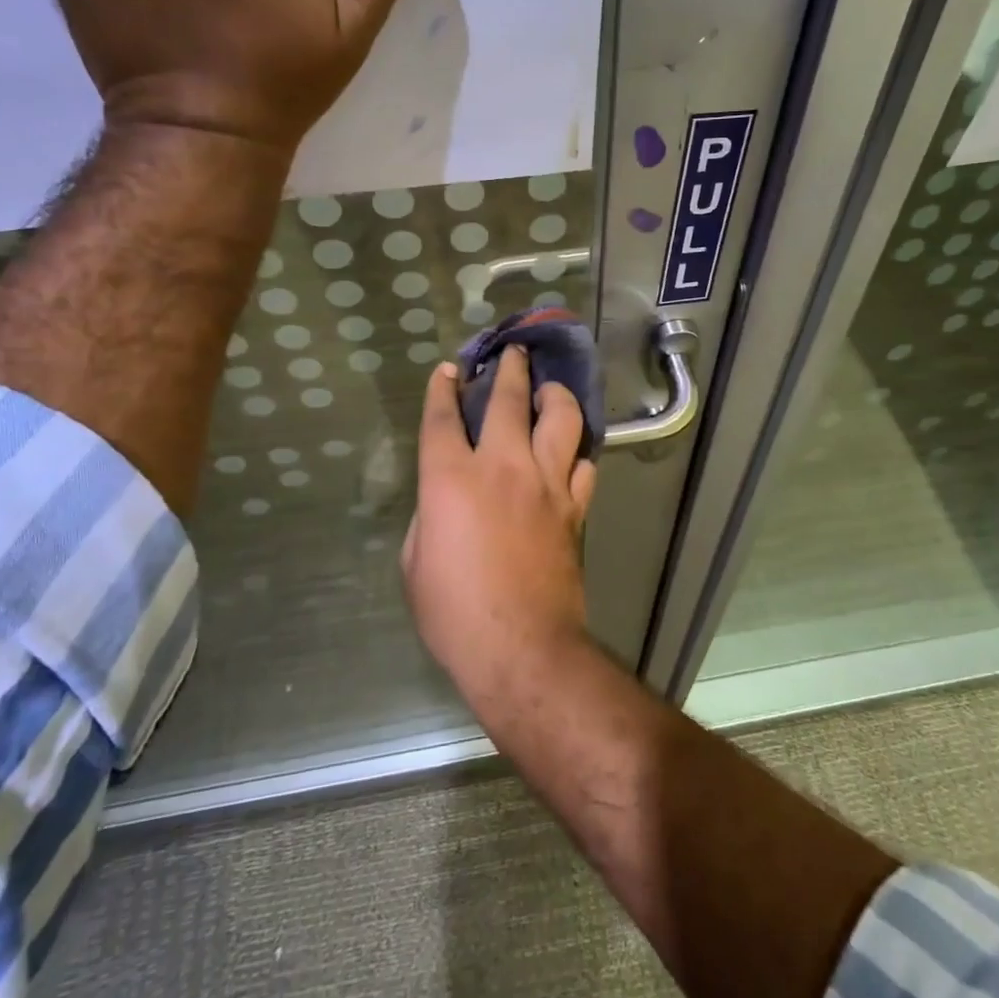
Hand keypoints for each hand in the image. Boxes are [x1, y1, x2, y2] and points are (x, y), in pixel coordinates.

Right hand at [403, 350, 598, 694]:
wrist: (521, 646)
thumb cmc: (454, 613)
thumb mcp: (416, 562)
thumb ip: (430, 516)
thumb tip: (446, 501)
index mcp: (450, 480)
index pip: (443, 418)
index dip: (443, 388)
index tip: (449, 369)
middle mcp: (502, 467)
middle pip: (508, 400)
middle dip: (509, 368)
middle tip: (513, 351)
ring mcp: (545, 484)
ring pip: (560, 418)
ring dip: (554, 394)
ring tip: (549, 389)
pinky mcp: (573, 506)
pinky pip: (582, 464)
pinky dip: (576, 450)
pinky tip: (570, 448)